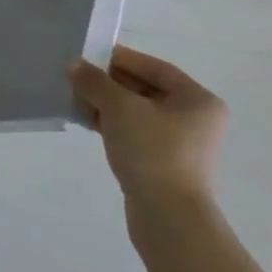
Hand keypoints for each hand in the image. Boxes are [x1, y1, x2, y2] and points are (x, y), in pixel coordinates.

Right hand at [69, 45, 227, 216]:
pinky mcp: (163, 160)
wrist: (168, 216)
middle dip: (106, 82)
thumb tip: (74, 65)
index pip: (152, 66)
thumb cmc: (152, 151)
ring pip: (135, 110)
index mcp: (197, 100)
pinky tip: (85, 121)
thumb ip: (94, 81)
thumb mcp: (118, 107)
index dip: (117, 57)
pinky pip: (133, 130)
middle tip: (74, 78)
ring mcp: (180, 142)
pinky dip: (110, 123)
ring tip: (74, 100)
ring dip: (104, 103)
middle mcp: (194, 118)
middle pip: (143, 87)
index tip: (85, 55)